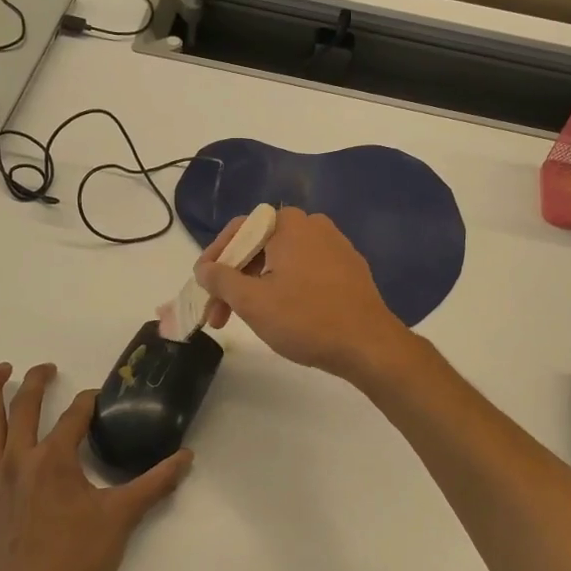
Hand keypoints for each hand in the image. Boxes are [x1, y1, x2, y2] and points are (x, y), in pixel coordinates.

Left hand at [0, 362, 191, 570]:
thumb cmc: (80, 561)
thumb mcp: (123, 517)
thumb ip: (156, 482)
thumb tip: (187, 457)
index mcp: (55, 459)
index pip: (75, 415)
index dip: (89, 402)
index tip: (99, 400)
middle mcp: (18, 459)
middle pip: (25, 406)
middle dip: (37, 380)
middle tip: (48, 368)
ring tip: (1, 371)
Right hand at [194, 207, 412, 382]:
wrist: (369, 346)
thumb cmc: (305, 319)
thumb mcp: (252, 301)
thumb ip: (221, 279)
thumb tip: (204, 268)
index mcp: (289, 224)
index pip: (239, 230)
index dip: (214, 257)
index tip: (201, 285)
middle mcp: (314, 226)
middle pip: (260, 246)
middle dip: (234, 279)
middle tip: (217, 313)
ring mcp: (336, 248)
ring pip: (282, 261)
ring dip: (257, 286)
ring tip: (243, 318)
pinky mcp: (349, 271)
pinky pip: (305, 271)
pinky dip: (284, 288)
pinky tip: (279, 315)